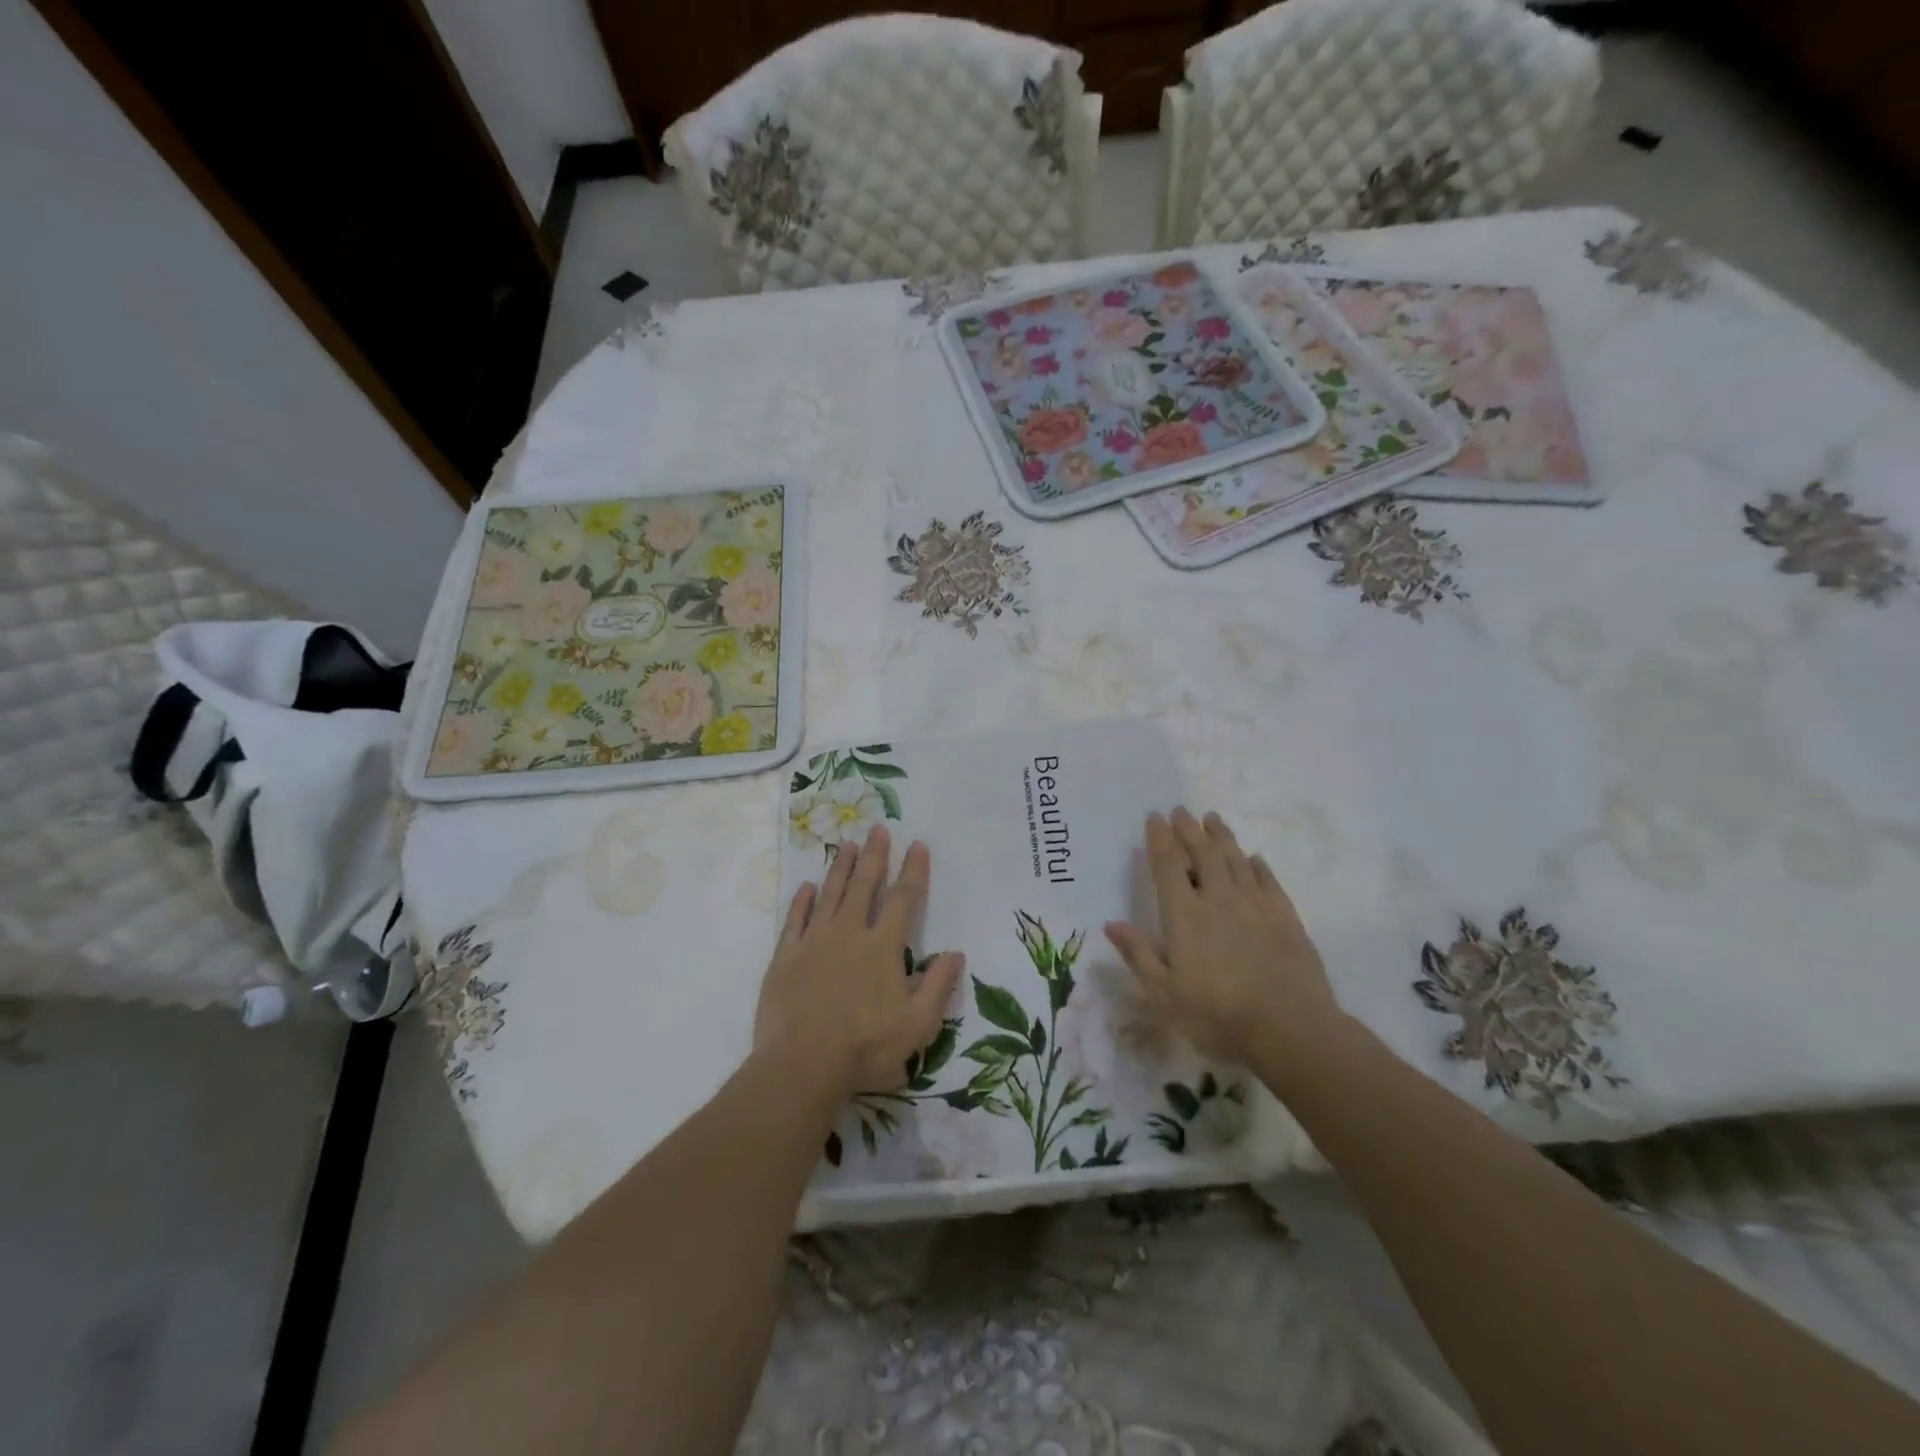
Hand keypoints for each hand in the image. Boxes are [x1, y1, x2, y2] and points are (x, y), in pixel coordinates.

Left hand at [755, 824, 963, 1098]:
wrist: (802, 1064)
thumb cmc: (865, 1047)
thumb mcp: (917, 1025)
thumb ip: (938, 986)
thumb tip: (956, 953)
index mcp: (883, 947)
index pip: (904, 899)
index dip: (913, 870)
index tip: (917, 845)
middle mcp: (850, 933)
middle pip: (865, 885)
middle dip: (874, 855)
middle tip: (878, 828)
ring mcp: (814, 941)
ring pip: (831, 894)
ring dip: (841, 868)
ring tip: (847, 844)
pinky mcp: (786, 956)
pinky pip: (795, 919)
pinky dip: (802, 901)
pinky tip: (807, 887)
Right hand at [1104, 808, 1340, 1067]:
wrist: (1290, 1030)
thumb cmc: (1218, 1015)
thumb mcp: (1165, 994)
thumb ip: (1138, 955)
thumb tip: (1110, 923)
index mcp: (1184, 915)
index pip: (1169, 865)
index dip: (1160, 838)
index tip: (1155, 817)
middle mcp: (1219, 899)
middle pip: (1203, 853)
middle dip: (1189, 829)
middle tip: (1181, 811)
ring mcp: (1255, 905)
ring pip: (1235, 859)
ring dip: (1222, 836)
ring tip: (1212, 818)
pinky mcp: (1286, 917)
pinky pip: (1268, 880)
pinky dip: (1257, 865)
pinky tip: (1254, 858)